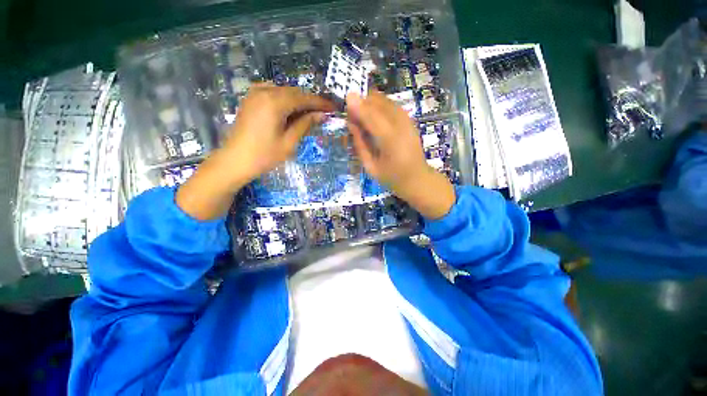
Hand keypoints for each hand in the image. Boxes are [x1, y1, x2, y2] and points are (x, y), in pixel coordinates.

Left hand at [222, 83, 335, 183]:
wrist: (235, 161)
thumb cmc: (264, 155)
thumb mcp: (289, 142)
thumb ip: (305, 124)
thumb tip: (322, 115)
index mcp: (275, 102)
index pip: (304, 98)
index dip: (320, 103)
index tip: (333, 108)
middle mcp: (264, 92)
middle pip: (295, 92)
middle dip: (310, 102)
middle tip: (324, 113)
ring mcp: (255, 93)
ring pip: (284, 91)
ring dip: (299, 101)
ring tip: (310, 113)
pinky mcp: (251, 99)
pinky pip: (273, 93)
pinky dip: (285, 99)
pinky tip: (291, 110)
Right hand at [346, 90, 454, 218]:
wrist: (417, 178)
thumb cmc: (391, 177)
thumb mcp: (370, 167)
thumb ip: (360, 144)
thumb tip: (350, 123)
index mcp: (389, 141)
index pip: (370, 116)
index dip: (357, 106)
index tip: (345, 104)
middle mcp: (400, 125)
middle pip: (378, 102)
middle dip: (363, 103)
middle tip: (353, 115)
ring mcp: (407, 120)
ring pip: (385, 100)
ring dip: (371, 103)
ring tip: (362, 116)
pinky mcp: (410, 119)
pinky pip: (392, 104)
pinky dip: (380, 105)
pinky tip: (375, 116)